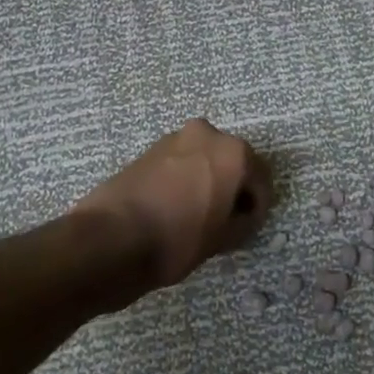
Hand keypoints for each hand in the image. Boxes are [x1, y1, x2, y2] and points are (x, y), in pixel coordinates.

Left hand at [72, 119, 270, 289]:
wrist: (112, 237)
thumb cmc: (178, 238)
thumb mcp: (223, 239)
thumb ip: (244, 222)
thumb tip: (244, 215)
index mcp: (234, 152)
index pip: (261, 180)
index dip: (258, 207)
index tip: (248, 227)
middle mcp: (208, 134)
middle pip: (233, 162)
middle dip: (234, 187)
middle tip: (226, 219)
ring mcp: (176, 138)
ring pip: (205, 159)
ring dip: (209, 180)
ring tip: (199, 214)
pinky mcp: (150, 149)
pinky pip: (181, 162)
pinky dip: (186, 179)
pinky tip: (176, 206)